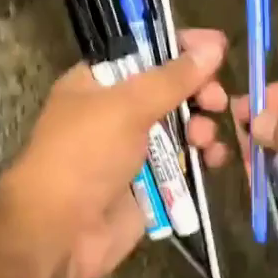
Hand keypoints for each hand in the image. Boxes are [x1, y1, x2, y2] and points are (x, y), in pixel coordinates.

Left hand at [2, 30, 227, 277]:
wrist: (60, 231)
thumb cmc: (84, 155)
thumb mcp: (126, 106)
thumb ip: (172, 78)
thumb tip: (213, 46)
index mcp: (98, 83)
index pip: (144, 51)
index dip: (180, 47)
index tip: (217, 46)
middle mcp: (116, 112)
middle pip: (169, 90)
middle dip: (197, 91)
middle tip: (217, 99)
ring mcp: (133, 149)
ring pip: (181, 127)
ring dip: (201, 127)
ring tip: (205, 138)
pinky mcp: (150, 183)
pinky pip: (184, 162)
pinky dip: (201, 158)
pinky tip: (213, 160)